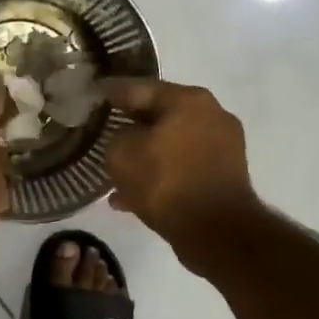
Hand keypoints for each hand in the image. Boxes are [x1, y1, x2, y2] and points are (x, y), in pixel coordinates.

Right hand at [100, 79, 257, 261]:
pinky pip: (182, 167)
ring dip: (145, 155)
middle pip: (159, 115)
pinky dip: (160, 176)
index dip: (111, 91)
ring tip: (116, 172)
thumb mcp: (121, 154)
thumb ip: (116, 136)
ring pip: (171, 144)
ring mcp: (223, 146)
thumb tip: (125, 139)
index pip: (139, 87)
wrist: (216, 231)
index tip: (93, 92)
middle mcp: (211, 114)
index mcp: (188, 99)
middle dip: (131, 125)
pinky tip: (131, 197)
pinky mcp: (225, 175)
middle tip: (104, 130)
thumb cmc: (166, 182)